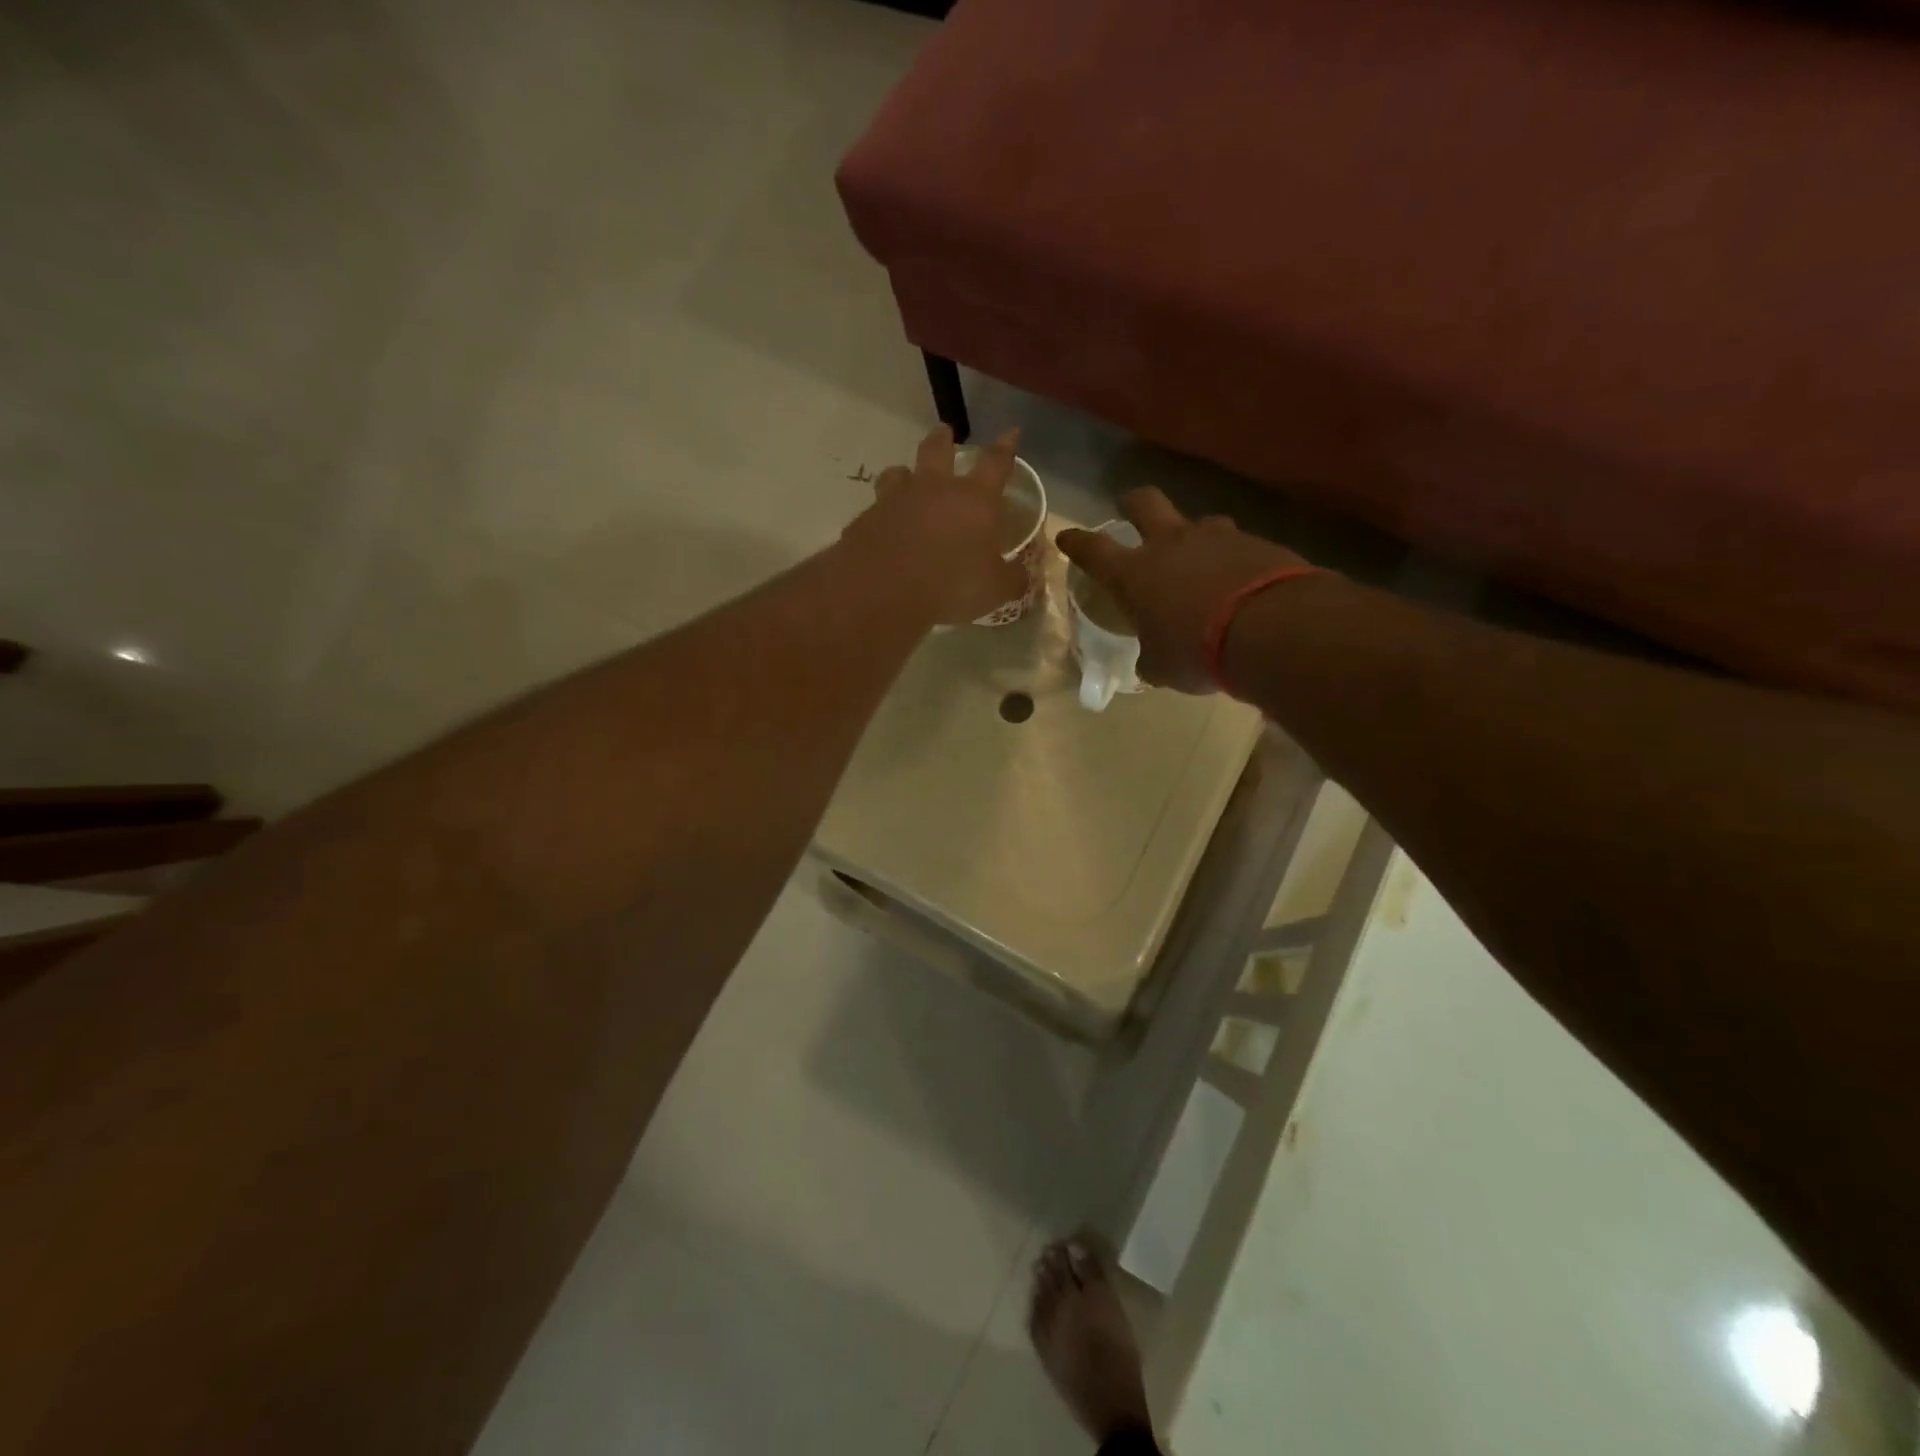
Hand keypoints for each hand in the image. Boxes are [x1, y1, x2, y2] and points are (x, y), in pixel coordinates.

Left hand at [842, 425, 1029, 626]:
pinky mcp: (865, 520)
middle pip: (937, 449)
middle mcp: (934, 490)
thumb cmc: (951, 586)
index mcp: (974, 500)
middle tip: (944, 432)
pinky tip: (883, 528)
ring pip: (898, 473)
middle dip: (943, 439)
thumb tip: (1020, 574)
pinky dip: (883, 514)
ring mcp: (895, 501)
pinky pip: (876, 509)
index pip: (996, 464)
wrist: (884, 593)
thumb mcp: (995, 590)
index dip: (1006, 448)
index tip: (1011, 433)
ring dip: (905, 473)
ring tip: (905, 477)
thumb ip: (1011, 578)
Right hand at [1056, 489, 1308, 693]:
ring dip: (1193, 536)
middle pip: (1144, 503)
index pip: (1093, 550)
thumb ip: (1151, 659)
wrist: (1271, 629)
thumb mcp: (1162, 667)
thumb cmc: (1196, 651)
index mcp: (1134, 574)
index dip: (1076, 543)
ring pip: (1197, 522)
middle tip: (1128, 507)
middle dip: (1132, 503)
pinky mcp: (1256, 543)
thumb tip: (1150, 662)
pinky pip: (1236, 545)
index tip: (1067, 537)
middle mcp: (1170, 544)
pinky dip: (1232, 560)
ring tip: (1199, 557)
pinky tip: (1240, 581)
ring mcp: (1216, 538)